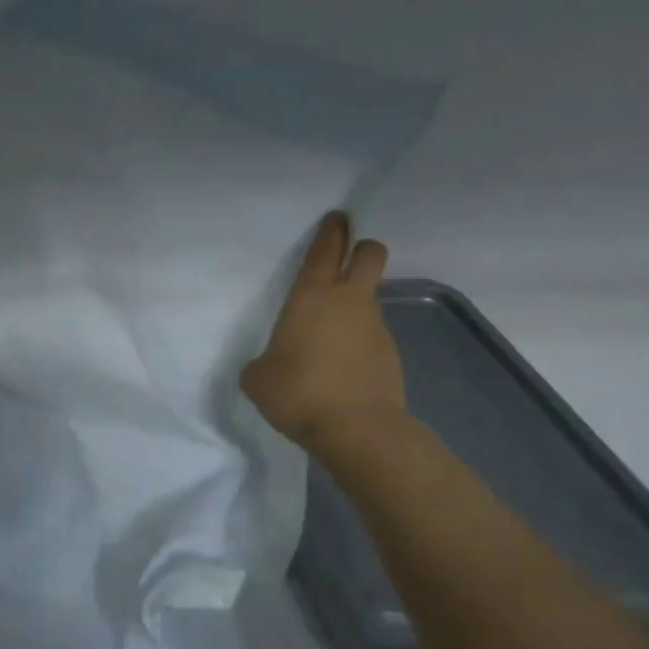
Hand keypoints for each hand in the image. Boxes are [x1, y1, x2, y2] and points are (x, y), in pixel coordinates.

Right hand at [241, 212, 405, 449]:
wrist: (356, 429)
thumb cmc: (297, 392)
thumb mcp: (258, 377)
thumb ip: (263, 362)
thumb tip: (271, 365)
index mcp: (311, 297)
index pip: (325, 250)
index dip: (331, 231)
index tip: (336, 218)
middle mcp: (348, 302)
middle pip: (369, 255)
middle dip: (360, 248)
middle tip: (347, 256)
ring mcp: (375, 327)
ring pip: (370, 298)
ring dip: (355, 304)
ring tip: (331, 334)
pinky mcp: (391, 354)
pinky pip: (372, 335)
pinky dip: (359, 341)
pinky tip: (343, 367)